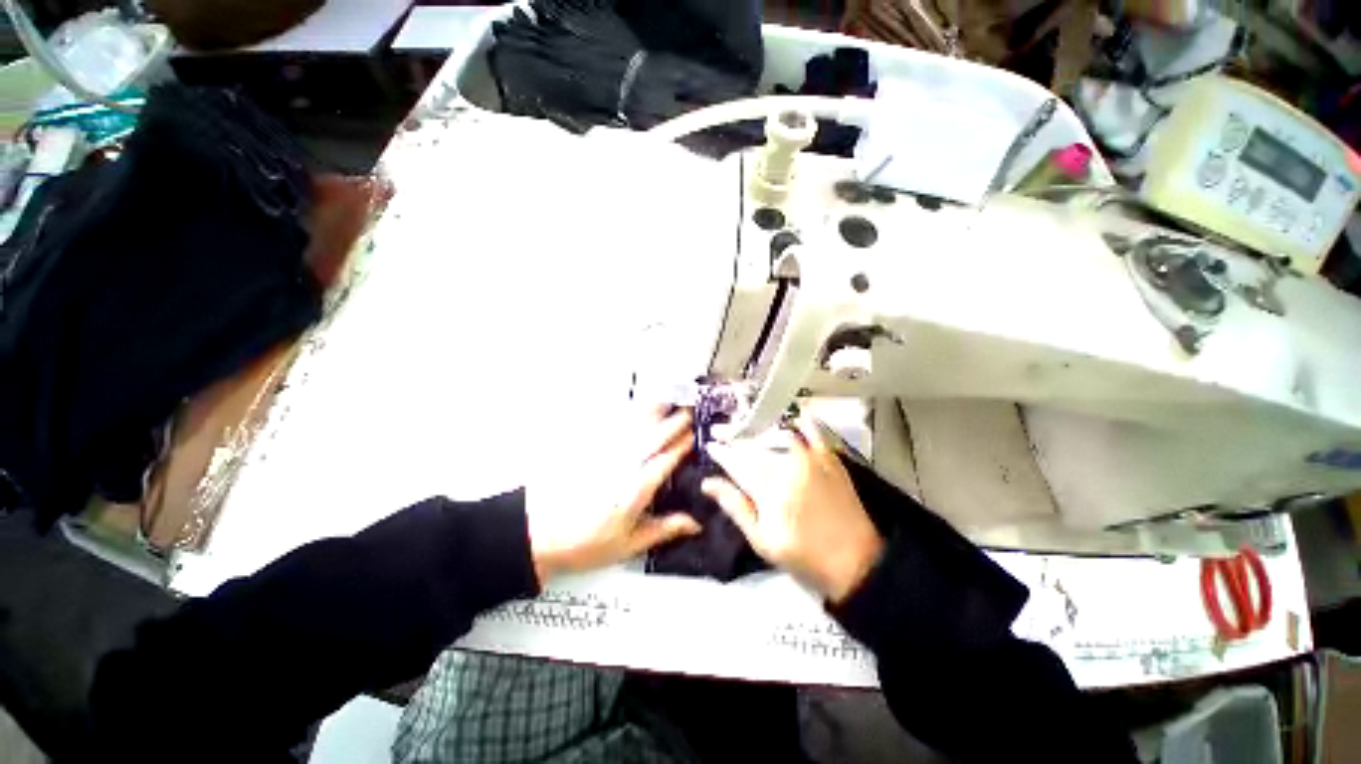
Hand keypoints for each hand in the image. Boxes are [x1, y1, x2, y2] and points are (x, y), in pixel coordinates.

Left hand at [527, 407, 699, 584]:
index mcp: (635, 489)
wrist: (540, 535)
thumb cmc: (588, 543)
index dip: (682, 445)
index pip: (665, 460)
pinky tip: (635, 409)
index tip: (696, 434)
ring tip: (666, 401)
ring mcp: (605, 454)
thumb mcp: (629, 544)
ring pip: (633, 427)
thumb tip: (695, 523)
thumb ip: (664, 529)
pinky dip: (627, 415)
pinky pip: (612, 427)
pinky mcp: (590, 450)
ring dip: (652, 412)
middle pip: (652, 437)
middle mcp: (623, 466)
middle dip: (673, 422)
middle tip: (688, 411)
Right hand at [702, 416, 882, 602]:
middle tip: (720, 431)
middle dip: (734, 436)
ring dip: (758, 429)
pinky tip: (795, 417)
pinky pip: (814, 433)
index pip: (736, 462)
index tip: (710, 444)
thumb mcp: (762, 540)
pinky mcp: (830, 460)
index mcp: (768, 487)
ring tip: (745, 426)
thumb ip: (735, 507)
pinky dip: (804, 423)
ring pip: (778, 435)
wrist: (856, 562)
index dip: (721, 452)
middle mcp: (787, 465)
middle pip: (754, 445)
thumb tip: (708, 483)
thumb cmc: (804, 556)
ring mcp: (811, 459)